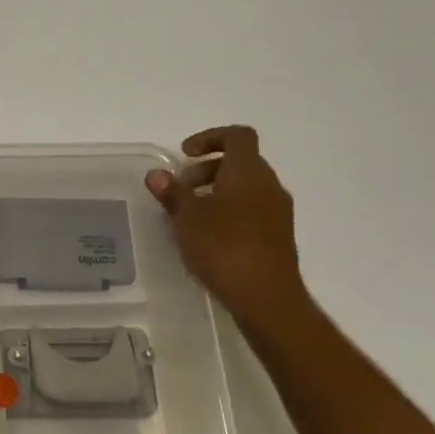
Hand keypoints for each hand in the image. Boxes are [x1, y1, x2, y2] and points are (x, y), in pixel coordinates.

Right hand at [145, 125, 307, 330]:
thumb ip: (172, 192)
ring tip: (191, 216)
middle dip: (206, 169)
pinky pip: (252, 208)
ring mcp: (277, 210)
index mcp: (248, 172)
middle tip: (181, 191)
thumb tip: (156, 174)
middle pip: (239, 161)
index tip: (185, 155)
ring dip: (217, 191)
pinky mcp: (278, 234)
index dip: (210, 137)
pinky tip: (209, 236)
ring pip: (246, 186)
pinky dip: (230, 210)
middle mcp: (268, 184)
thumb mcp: (187, 218)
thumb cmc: (224, 248)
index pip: (237, 135)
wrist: (267, 298)